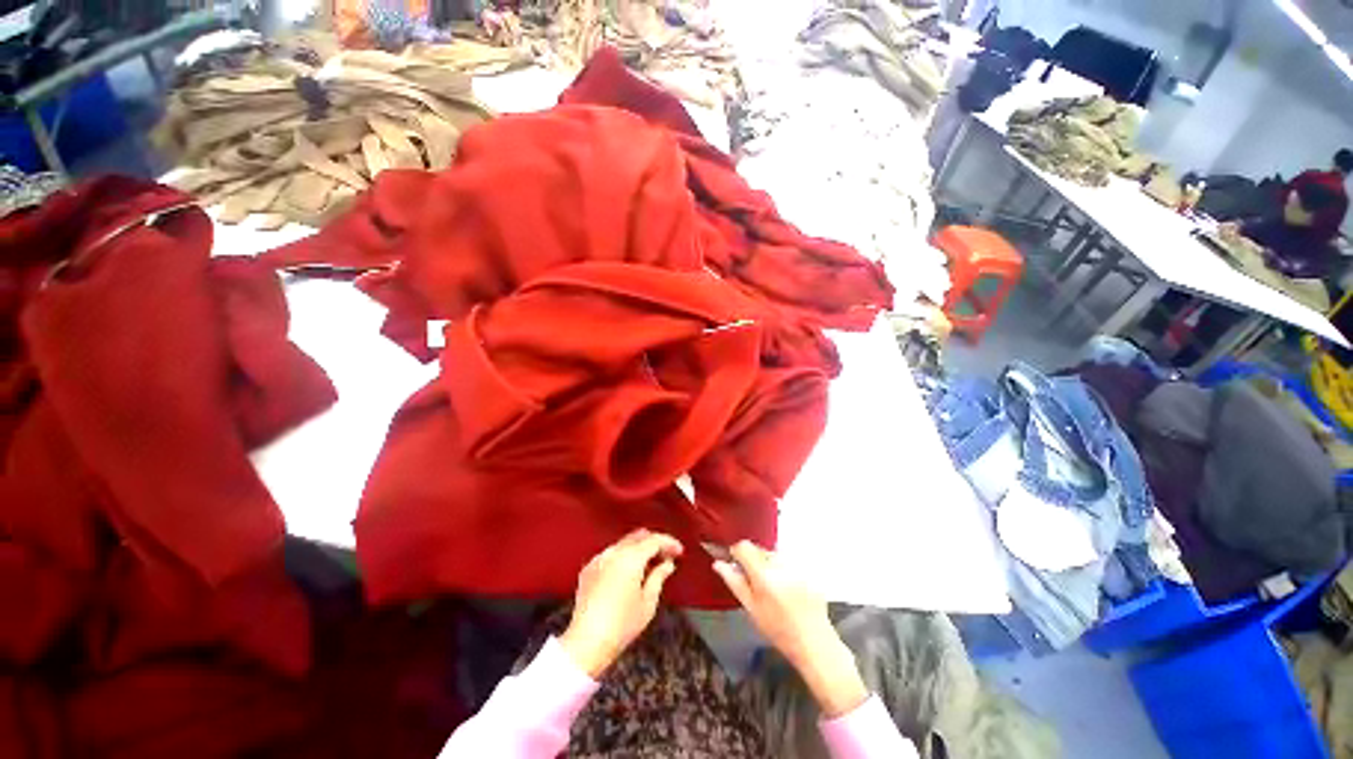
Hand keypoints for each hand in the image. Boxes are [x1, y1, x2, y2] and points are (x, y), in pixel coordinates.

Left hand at [559, 529, 682, 677]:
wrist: (587, 643)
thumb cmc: (620, 626)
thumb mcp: (648, 602)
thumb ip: (659, 577)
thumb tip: (667, 565)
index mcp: (631, 558)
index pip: (654, 540)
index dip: (669, 543)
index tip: (678, 551)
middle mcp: (613, 553)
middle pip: (638, 537)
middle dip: (654, 542)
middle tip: (666, 555)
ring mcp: (599, 559)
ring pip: (624, 544)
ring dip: (638, 549)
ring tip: (649, 565)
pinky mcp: (588, 569)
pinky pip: (610, 554)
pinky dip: (623, 557)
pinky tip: (629, 573)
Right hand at [713, 541, 867, 717]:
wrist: (814, 642)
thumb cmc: (778, 629)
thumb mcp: (751, 608)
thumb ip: (734, 581)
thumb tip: (718, 563)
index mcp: (763, 573)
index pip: (744, 546)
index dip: (736, 552)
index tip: (735, 564)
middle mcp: (780, 564)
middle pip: (759, 549)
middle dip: (753, 560)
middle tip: (754, 582)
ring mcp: (795, 565)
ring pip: (773, 554)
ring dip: (768, 564)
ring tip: (772, 589)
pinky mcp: (806, 569)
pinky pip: (788, 561)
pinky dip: (783, 569)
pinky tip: (787, 590)